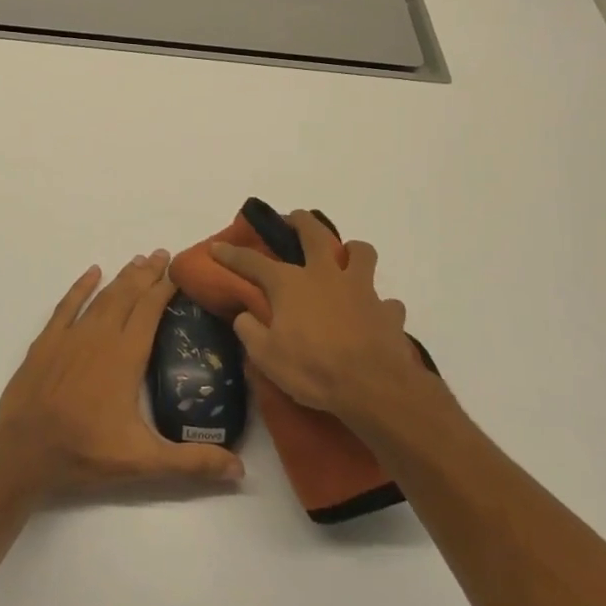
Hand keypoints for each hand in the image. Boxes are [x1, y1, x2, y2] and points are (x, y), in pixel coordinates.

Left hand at [0, 252, 244, 493]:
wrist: (23, 451)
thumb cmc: (85, 451)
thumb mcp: (144, 461)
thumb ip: (192, 462)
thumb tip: (240, 470)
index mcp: (126, 356)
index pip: (151, 310)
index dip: (165, 288)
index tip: (179, 271)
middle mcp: (101, 336)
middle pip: (128, 295)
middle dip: (147, 273)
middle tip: (163, 254)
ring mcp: (71, 335)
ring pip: (102, 296)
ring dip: (122, 277)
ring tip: (137, 260)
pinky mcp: (46, 341)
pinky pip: (67, 305)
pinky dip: (81, 287)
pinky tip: (92, 273)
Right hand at [211, 211, 427, 425]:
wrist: (373, 386)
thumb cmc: (313, 369)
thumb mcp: (266, 356)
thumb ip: (250, 331)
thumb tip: (245, 316)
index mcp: (290, 285)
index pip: (252, 263)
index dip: (231, 254)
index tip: (217, 247)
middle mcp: (325, 276)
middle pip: (314, 233)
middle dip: (300, 221)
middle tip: (294, 218)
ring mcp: (361, 289)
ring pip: (362, 253)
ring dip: (353, 251)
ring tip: (347, 258)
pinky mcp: (387, 310)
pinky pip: (385, 301)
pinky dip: (379, 305)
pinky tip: (374, 315)